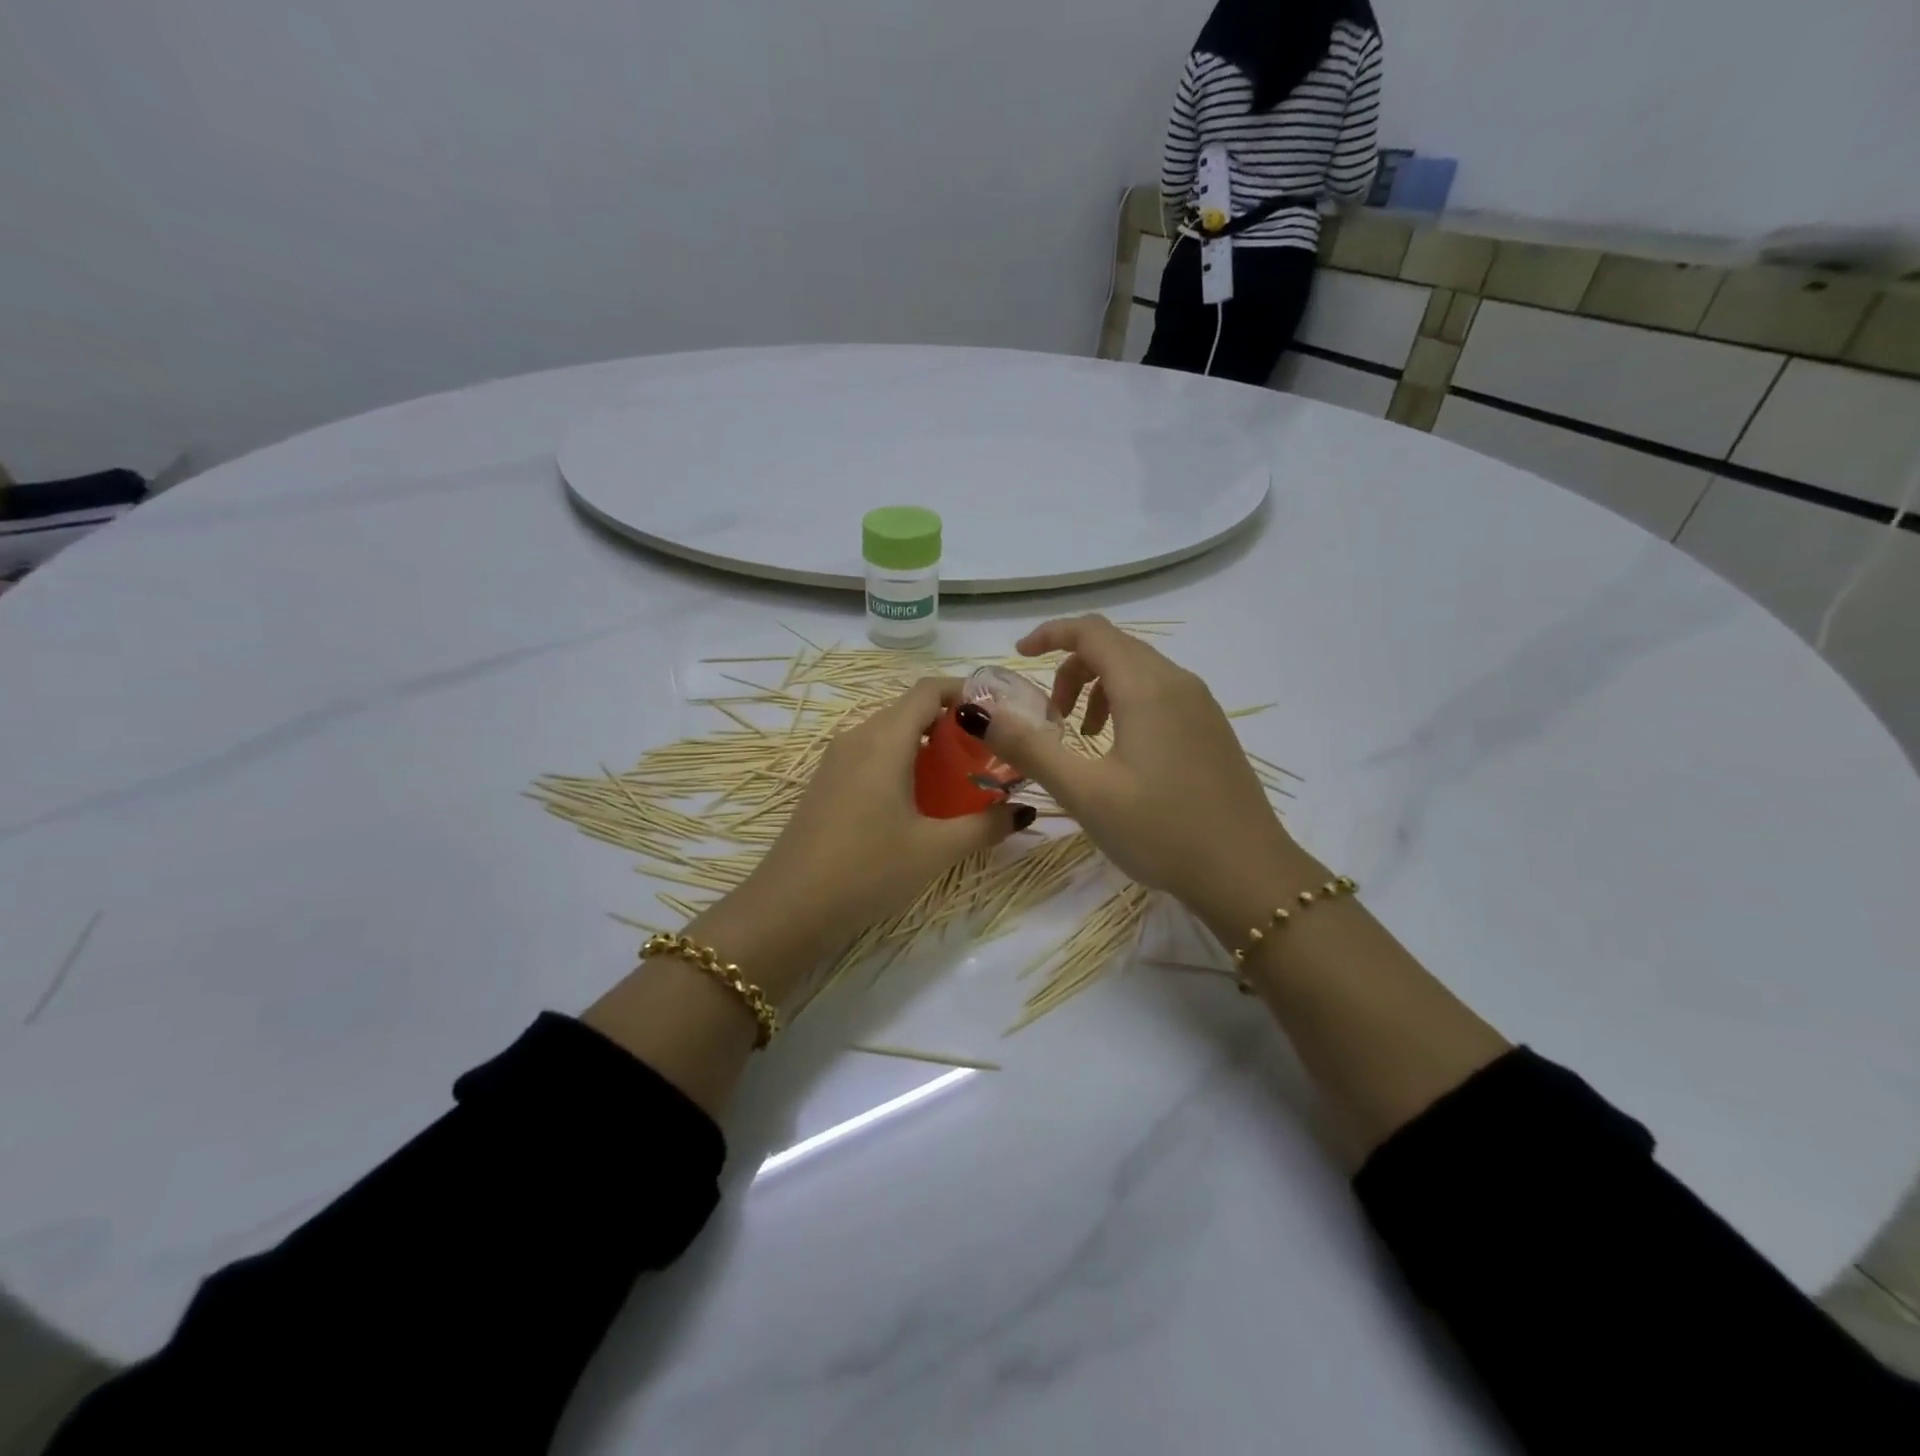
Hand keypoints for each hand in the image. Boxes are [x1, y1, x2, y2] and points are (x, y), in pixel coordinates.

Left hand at [737, 677, 1030, 961]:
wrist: (789, 908)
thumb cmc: (868, 869)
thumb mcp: (935, 849)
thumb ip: (985, 825)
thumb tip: (1024, 811)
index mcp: (885, 739)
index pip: (929, 690)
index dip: (966, 692)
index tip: (999, 714)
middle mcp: (858, 737)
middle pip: (910, 710)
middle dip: (952, 725)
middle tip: (988, 755)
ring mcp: (836, 760)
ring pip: (890, 734)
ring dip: (927, 746)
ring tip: (960, 780)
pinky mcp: (827, 783)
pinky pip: (871, 755)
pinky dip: (902, 763)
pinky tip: (919, 802)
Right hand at [979, 616, 1313, 937]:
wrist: (1247, 873)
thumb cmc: (1161, 830)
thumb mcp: (1085, 793)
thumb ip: (1030, 747)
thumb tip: (979, 712)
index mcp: (1147, 687)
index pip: (1092, 631)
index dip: (1049, 635)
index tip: (1017, 657)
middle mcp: (1178, 682)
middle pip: (1115, 648)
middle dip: (1071, 670)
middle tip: (1049, 717)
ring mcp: (1201, 705)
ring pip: (1138, 672)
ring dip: (1098, 690)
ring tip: (1083, 738)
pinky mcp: (1211, 730)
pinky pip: (1160, 695)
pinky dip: (1126, 705)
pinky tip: (1121, 755)